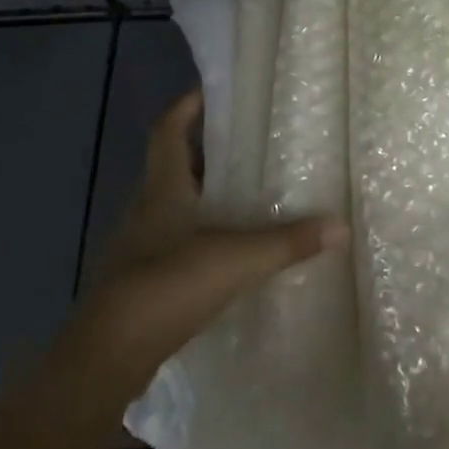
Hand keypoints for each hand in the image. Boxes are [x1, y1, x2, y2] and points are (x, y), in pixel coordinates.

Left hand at [68, 88, 348, 408]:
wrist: (107, 359)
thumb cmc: (166, 287)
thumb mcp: (235, 259)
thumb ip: (287, 242)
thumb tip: (341, 226)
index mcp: (163, 187)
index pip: (168, 130)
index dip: (187, 106)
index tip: (213, 89)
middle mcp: (148, 208)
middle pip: (174, 163)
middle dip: (206, 147)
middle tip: (249, 138)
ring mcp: (142, 246)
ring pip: (174, 203)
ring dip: (204, 192)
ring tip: (247, 188)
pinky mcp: (143, 280)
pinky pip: (175, 239)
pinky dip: (200, 232)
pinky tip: (228, 248)